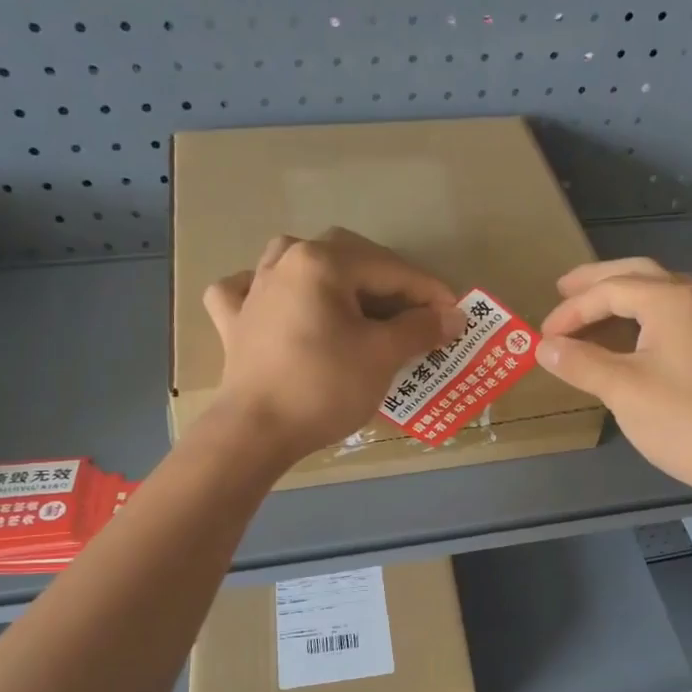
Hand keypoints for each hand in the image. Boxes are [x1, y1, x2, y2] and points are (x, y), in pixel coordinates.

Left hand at [202, 228, 463, 460]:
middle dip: (387, 283)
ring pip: (298, 264)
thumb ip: (420, 328)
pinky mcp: (235, 321)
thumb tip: (452, 316)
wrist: (256, 432)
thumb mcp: (382, 356)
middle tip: (415, 315)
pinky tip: (279, 304)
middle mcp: (285, 262)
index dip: (429, 292)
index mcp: (322, 262)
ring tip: (353, 300)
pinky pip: (250, 291)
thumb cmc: (325, 387)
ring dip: (331, 276)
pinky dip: (270, 293)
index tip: (456, 316)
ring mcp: (253, 290)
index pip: (391, 270)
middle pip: (348, 258)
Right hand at [535, 258, 691, 496]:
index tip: (543, 336)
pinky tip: (629, 336)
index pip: (610, 290)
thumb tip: (544, 347)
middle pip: (638, 274)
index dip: (571, 311)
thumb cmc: (681, 420)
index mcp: (671, 300)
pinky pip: (672, 314)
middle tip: (563, 288)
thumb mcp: (622, 390)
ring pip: (658, 292)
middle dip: (597, 281)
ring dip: (622, 295)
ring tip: (591, 307)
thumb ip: (580, 362)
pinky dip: (642, 316)